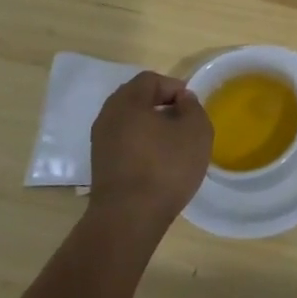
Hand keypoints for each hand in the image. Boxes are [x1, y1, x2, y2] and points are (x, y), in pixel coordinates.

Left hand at [88, 71, 212, 234]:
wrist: (129, 218)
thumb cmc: (166, 167)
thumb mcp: (196, 130)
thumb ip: (192, 107)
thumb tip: (182, 101)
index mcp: (127, 101)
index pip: (151, 79)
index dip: (175, 87)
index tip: (192, 107)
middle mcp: (108, 116)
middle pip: (137, 99)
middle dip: (162, 106)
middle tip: (184, 122)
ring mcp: (100, 141)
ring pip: (130, 122)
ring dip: (151, 127)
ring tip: (173, 145)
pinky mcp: (100, 165)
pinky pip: (124, 142)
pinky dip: (141, 145)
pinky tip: (158, 163)